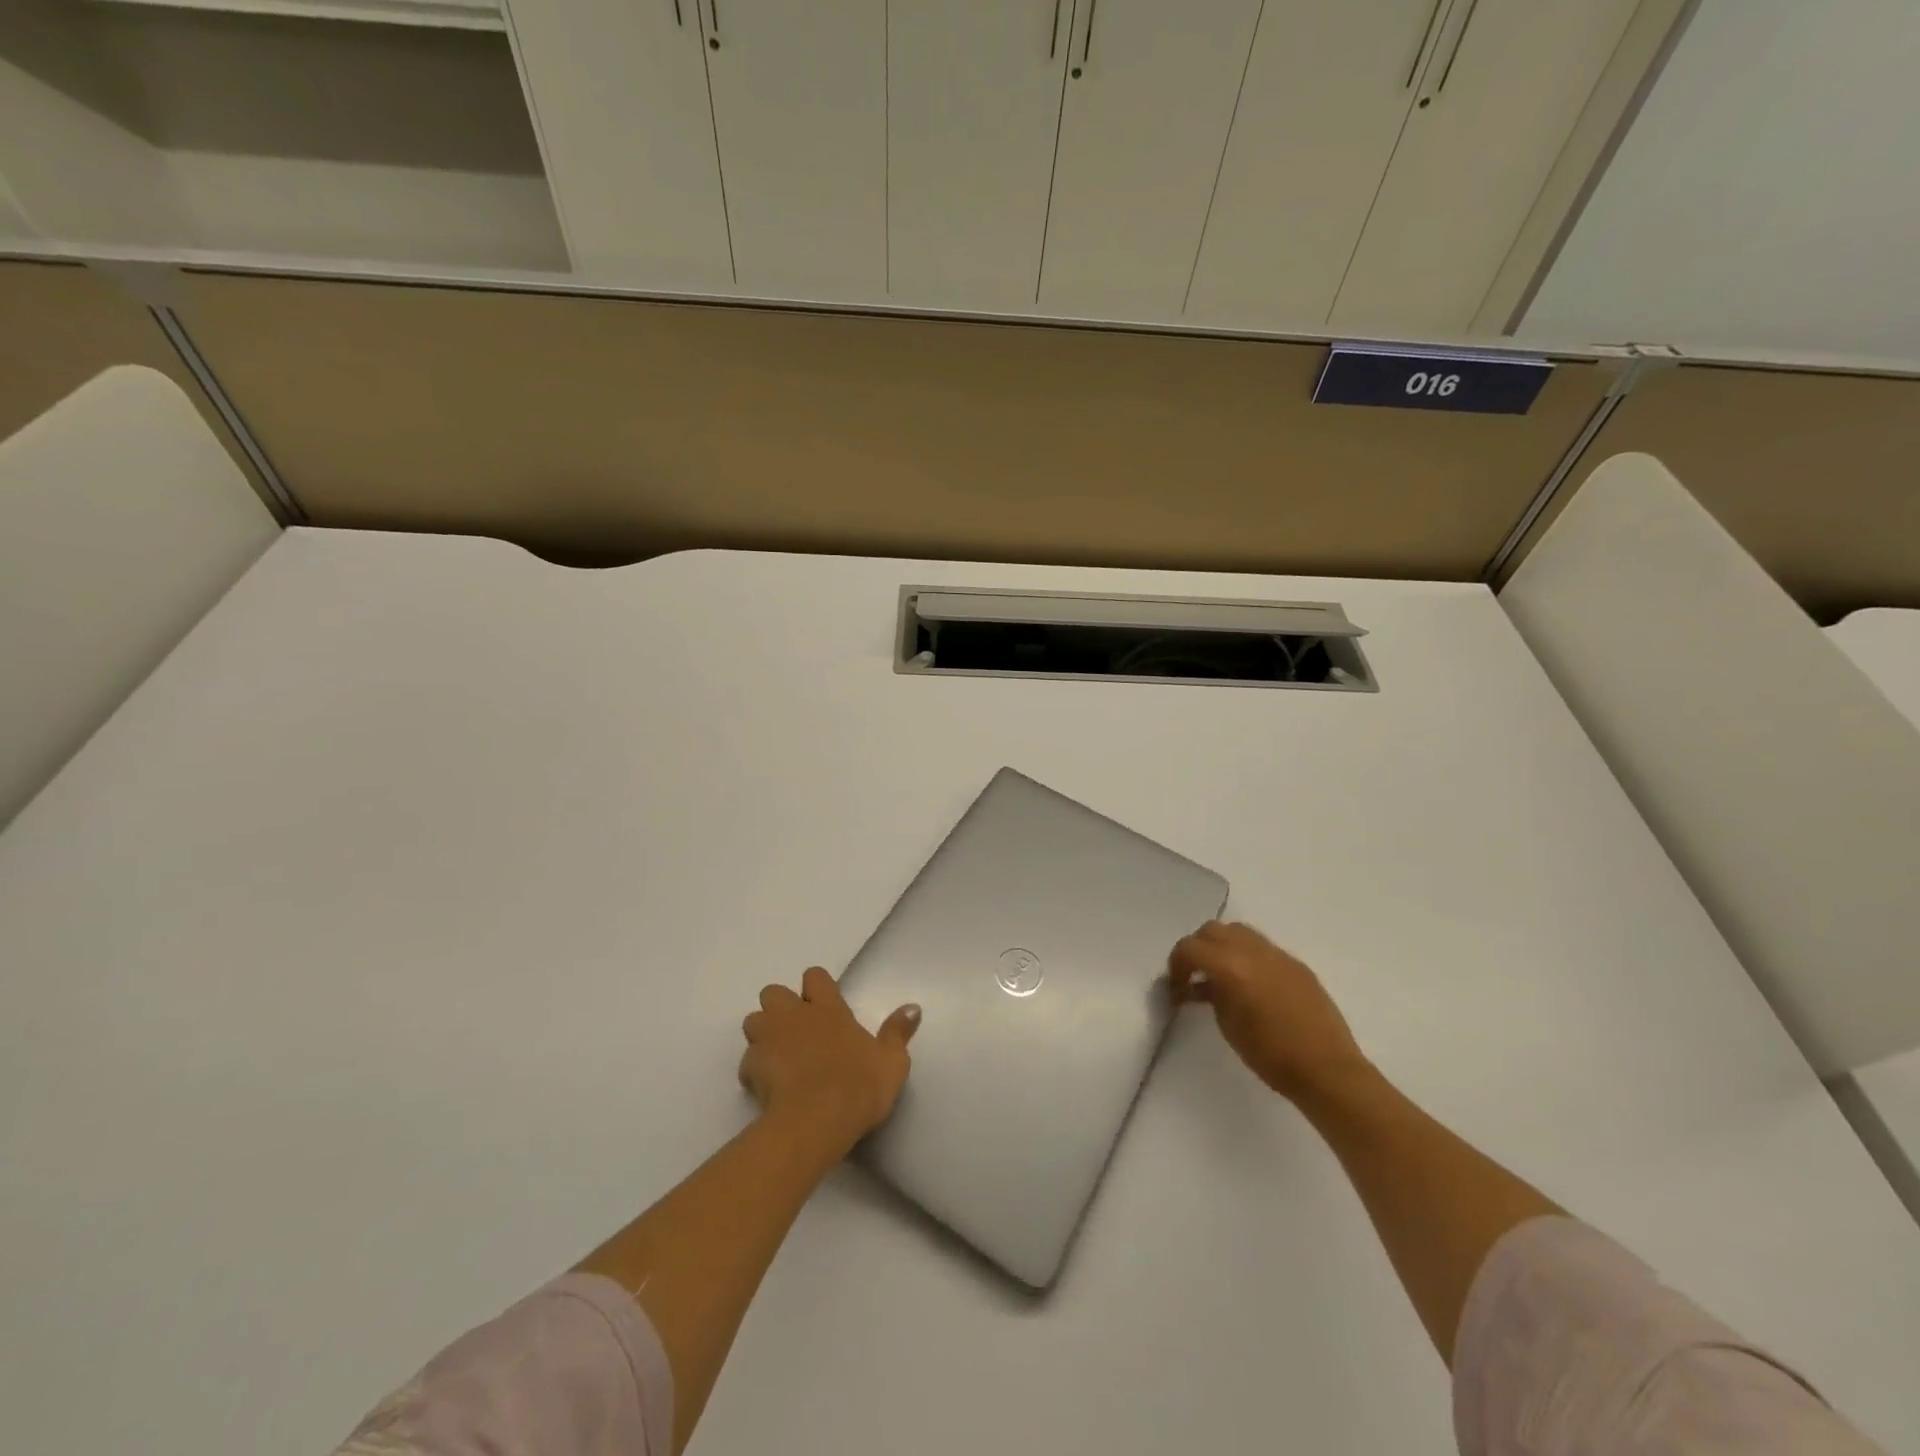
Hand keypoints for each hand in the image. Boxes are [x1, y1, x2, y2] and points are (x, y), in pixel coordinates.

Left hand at [739, 967, 919, 1156]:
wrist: (816, 1120)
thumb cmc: (858, 1086)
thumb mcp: (892, 1062)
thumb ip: (898, 1033)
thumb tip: (914, 1007)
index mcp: (828, 1008)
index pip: (815, 976)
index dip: (816, 988)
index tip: (823, 1007)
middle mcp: (795, 1015)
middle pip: (773, 992)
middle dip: (780, 1007)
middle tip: (796, 1031)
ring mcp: (769, 1039)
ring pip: (753, 1020)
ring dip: (762, 1033)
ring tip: (777, 1055)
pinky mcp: (751, 1067)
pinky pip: (746, 1061)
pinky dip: (753, 1069)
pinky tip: (766, 1087)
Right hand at [1169, 921, 1372, 1103]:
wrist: (1327, 1070)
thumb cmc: (1270, 1055)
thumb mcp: (1228, 1025)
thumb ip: (1212, 994)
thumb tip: (1203, 984)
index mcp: (1231, 966)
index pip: (1190, 947)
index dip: (1176, 964)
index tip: (1175, 986)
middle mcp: (1253, 951)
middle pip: (1213, 930)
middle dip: (1198, 949)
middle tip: (1194, 976)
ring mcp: (1278, 955)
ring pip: (1239, 932)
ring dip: (1223, 947)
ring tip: (1221, 977)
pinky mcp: (1297, 965)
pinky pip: (1263, 948)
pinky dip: (1247, 957)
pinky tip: (1251, 986)